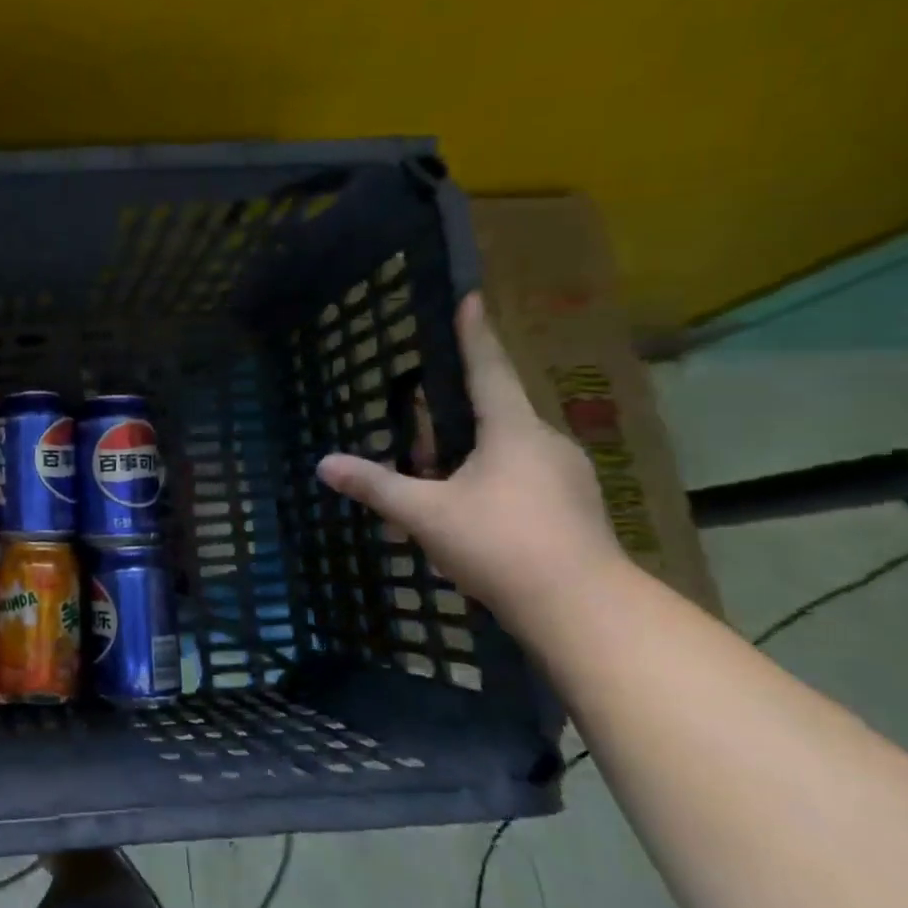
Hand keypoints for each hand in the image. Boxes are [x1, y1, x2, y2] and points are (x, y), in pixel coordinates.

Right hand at [316, 293, 622, 624]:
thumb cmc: (500, 544)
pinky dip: (491, 482)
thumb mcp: (426, 513)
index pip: (487, 369)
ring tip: (436, 483)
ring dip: (470, 457)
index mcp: (512, 430)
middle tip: (418, 434)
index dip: (474, 334)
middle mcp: (545, 443)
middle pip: (494, 414)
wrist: (584, 609)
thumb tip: (324, 464)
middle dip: (454, 420)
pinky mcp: (575, 508)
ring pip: (508, 450)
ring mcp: (567, 477)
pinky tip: (471, 516)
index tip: (471, 298)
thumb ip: (376, 487)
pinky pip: (523, 478)